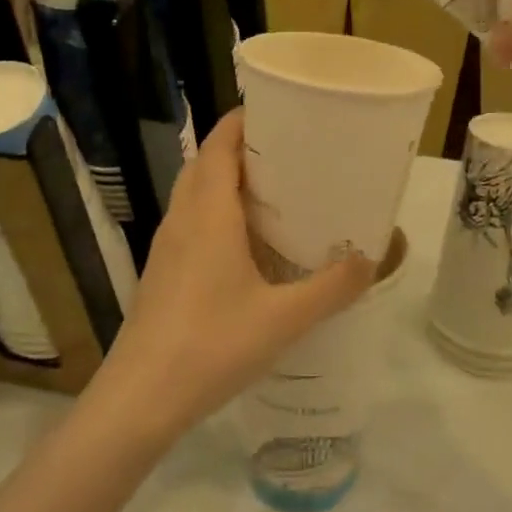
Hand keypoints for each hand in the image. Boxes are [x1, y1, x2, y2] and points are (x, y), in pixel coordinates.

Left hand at [85, 110, 375, 444]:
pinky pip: (189, 220)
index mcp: (208, 213)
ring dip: (224, 178)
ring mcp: (166, 245)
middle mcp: (182, 218)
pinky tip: (243, 243)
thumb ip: (331, 287)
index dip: (243, 121)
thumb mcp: (283, 318)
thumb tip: (371, 260)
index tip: (280, 112)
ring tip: (271, 190)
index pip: (219, 144)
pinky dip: (214, 210)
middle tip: (287, 152)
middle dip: (240, 147)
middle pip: (205, 163)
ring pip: (193, 192)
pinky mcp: (161, 271)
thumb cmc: (212, 345)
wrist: (140, 399)